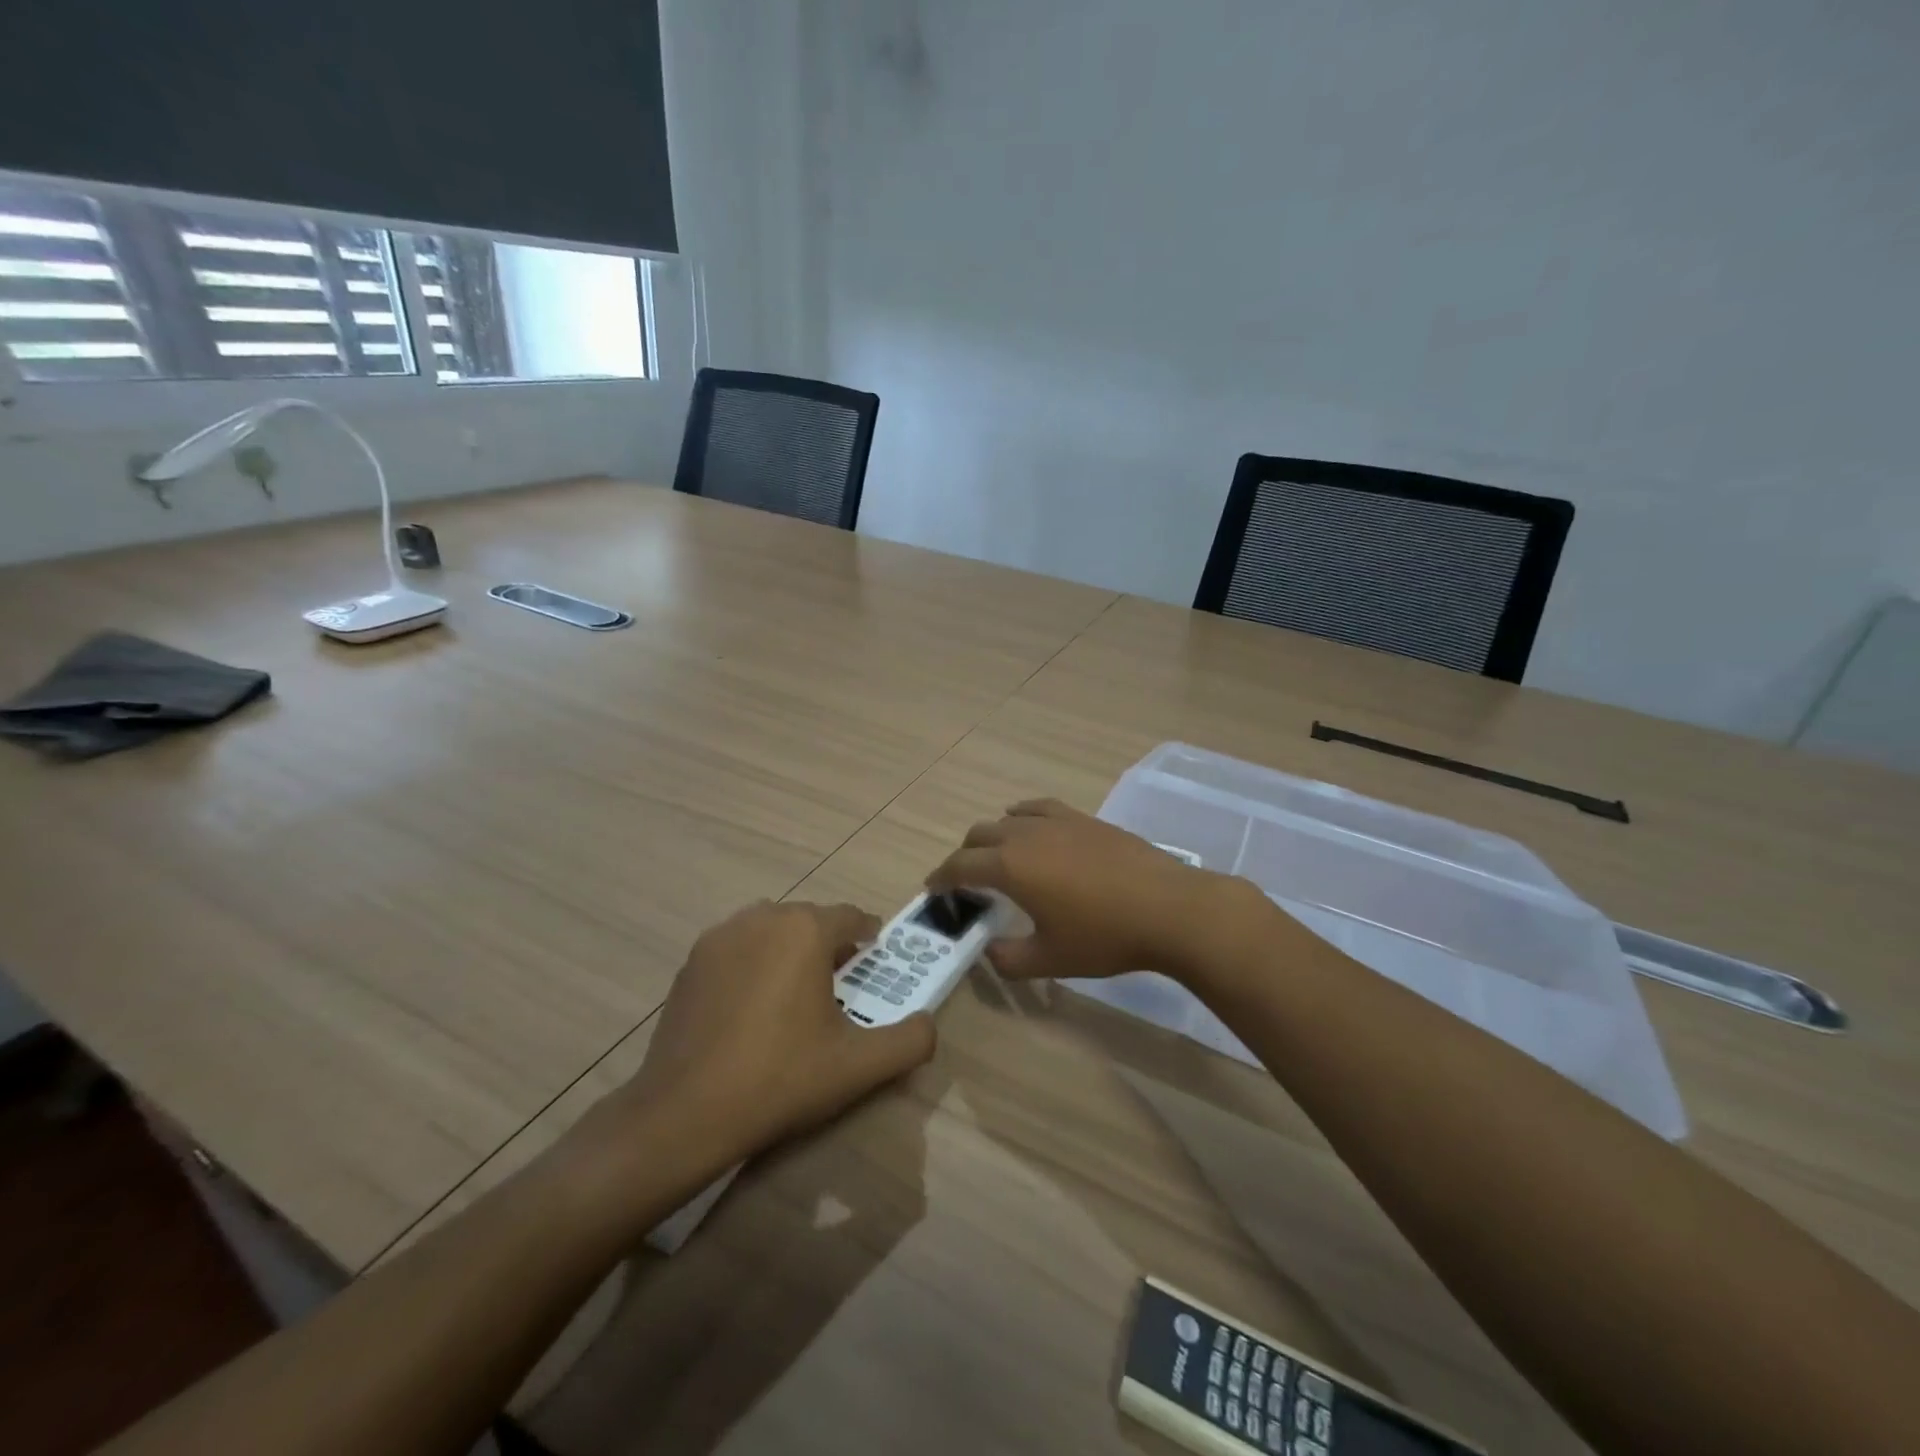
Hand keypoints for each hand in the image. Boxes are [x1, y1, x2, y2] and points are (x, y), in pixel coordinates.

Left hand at [609, 902, 935, 1165]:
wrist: (685, 1113)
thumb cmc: (780, 1078)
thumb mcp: (859, 1065)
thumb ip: (910, 1040)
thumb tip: (928, 1023)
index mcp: (804, 930)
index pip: (851, 917)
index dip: (869, 935)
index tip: (877, 958)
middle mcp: (761, 918)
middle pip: (809, 919)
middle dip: (830, 943)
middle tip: (842, 983)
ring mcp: (719, 937)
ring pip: (770, 929)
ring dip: (790, 948)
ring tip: (797, 992)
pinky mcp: (690, 963)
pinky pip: (737, 947)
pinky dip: (753, 962)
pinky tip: (752, 1006)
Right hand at [925, 798, 1239, 983]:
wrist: (1168, 908)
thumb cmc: (1104, 936)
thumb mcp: (1050, 959)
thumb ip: (1008, 959)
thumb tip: (990, 951)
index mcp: (1010, 867)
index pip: (960, 866)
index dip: (941, 877)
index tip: (932, 888)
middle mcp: (1025, 835)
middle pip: (979, 836)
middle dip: (964, 857)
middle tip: (966, 882)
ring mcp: (1057, 821)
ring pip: (1008, 819)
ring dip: (992, 837)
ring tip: (997, 857)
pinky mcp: (1084, 819)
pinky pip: (1039, 808)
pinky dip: (1022, 816)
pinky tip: (1029, 826)